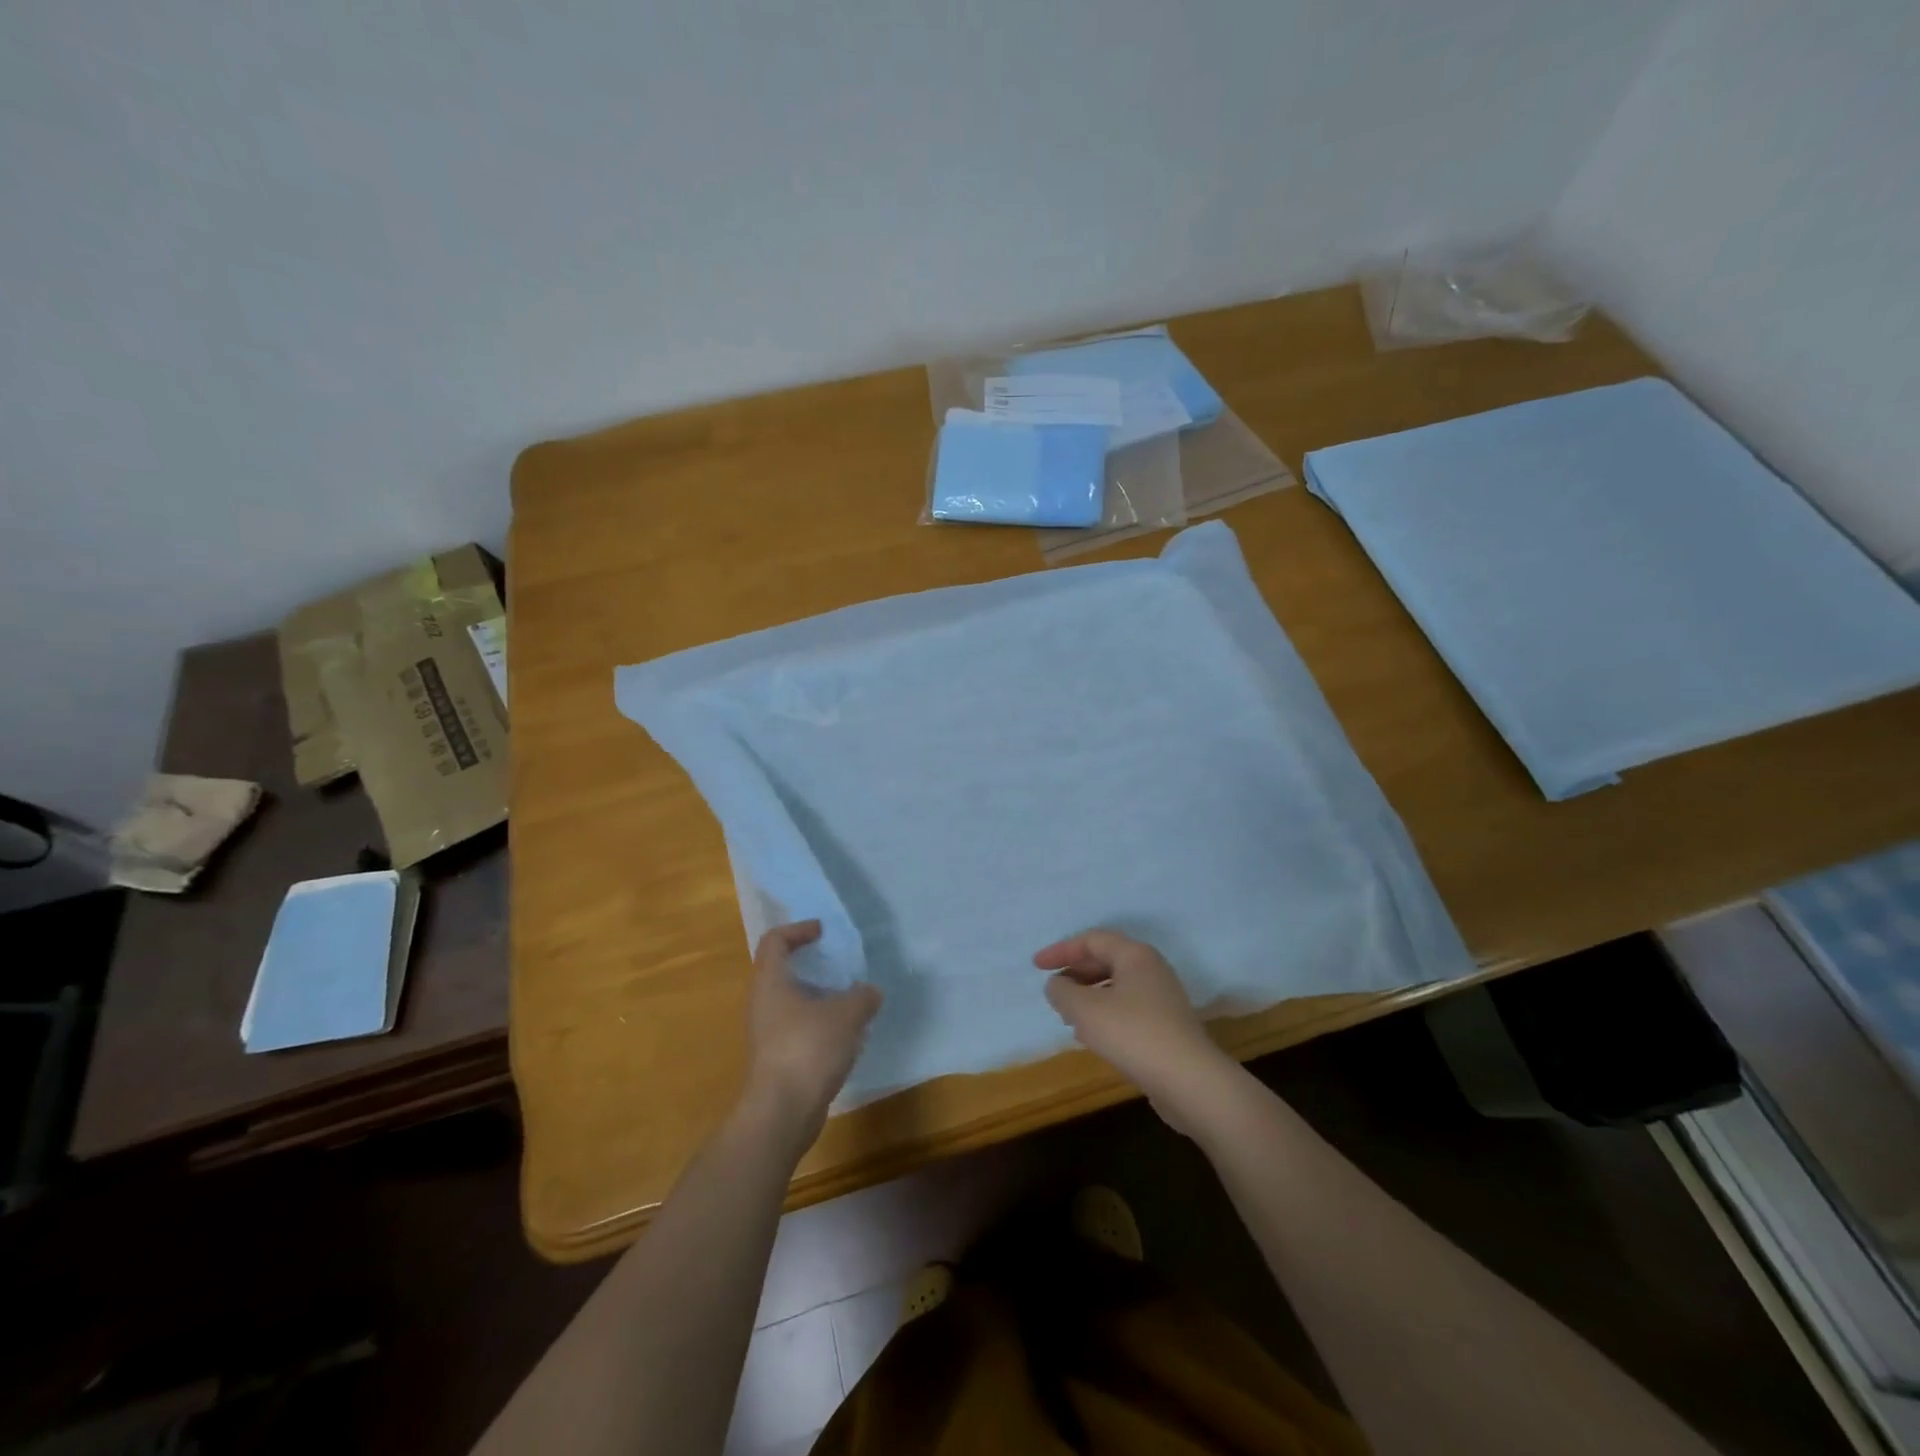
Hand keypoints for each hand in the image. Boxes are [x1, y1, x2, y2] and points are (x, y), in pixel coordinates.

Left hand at [742, 921, 881, 1142]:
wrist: (781, 1113)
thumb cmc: (808, 1049)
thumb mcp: (846, 1014)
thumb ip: (862, 996)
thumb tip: (869, 992)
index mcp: (770, 981)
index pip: (775, 940)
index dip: (798, 930)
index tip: (824, 932)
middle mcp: (763, 1003)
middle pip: (784, 971)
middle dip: (815, 966)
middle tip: (843, 966)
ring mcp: (767, 1034)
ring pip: (793, 1003)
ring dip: (821, 999)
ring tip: (853, 1002)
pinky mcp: (777, 1060)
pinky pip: (799, 1030)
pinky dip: (821, 1025)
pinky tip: (847, 1037)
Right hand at [1035, 929, 1233, 1131]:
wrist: (1190, 1081)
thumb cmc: (1133, 1034)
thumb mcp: (1086, 1010)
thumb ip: (1063, 992)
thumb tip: (1056, 986)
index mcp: (1135, 955)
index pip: (1092, 940)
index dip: (1061, 950)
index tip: (1036, 966)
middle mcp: (1151, 970)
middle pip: (1106, 961)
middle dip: (1076, 973)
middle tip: (1053, 990)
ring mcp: (1162, 999)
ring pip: (1117, 987)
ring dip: (1089, 996)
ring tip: (1068, 1015)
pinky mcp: (1167, 1027)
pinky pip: (1128, 1009)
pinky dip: (1105, 1015)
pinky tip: (1093, 1037)